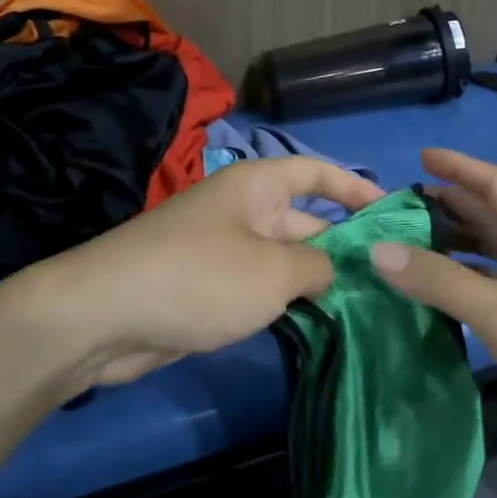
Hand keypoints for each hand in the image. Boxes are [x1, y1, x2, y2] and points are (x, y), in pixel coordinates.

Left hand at [23, 156, 382, 386]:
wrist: (104, 317)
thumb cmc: (199, 277)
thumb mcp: (273, 270)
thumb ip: (316, 267)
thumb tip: (327, 271)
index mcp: (256, 187)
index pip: (315, 172)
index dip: (355, 186)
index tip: (393, 211)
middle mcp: (241, 212)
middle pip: (304, 221)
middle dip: (344, 246)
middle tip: (391, 277)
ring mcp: (222, 252)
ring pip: (283, 260)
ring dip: (317, 280)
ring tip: (368, 306)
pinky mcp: (207, 290)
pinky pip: (259, 289)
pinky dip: (286, 303)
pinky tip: (318, 326)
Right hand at [368, 149, 496, 473]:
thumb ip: (442, 281)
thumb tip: (379, 249)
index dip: (460, 166)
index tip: (420, 156)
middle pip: (494, 216)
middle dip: (451, 205)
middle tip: (402, 207)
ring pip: (496, 253)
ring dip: (457, 245)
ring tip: (413, 247)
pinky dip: (470, 282)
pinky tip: (446, 297)